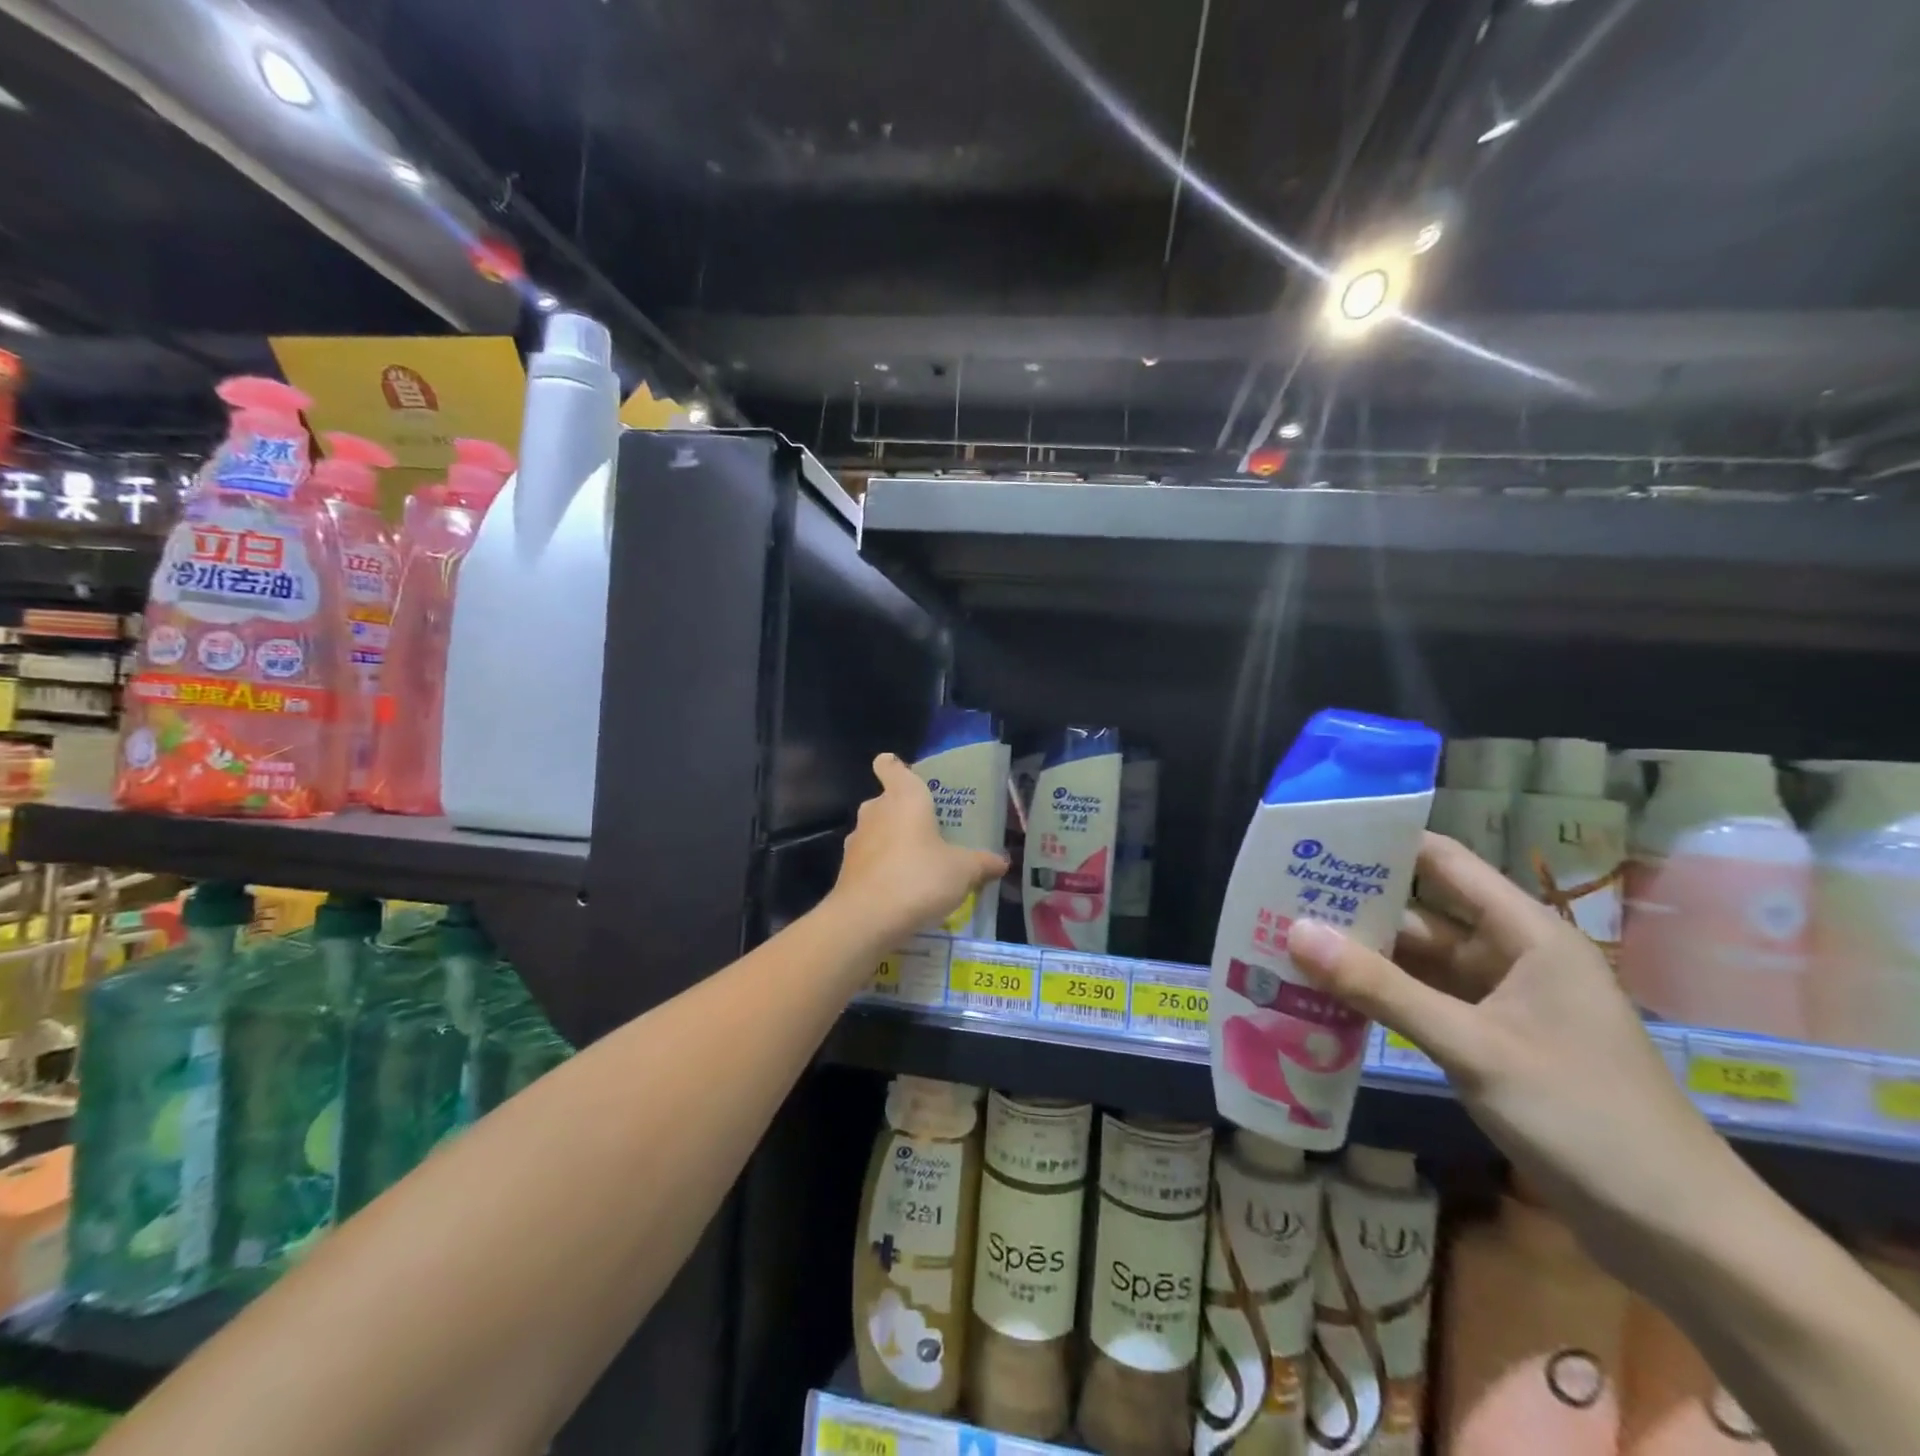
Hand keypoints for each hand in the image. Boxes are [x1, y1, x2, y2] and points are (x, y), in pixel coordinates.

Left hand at [828, 754, 1007, 952]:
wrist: (866, 919)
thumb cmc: (919, 877)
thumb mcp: (963, 870)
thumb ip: (982, 863)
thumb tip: (1002, 862)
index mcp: (904, 797)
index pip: (890, 766)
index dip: (895, 767)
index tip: (907, 777)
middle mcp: (876, 811)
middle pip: (887, 801)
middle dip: (905, 812)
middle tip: (932, 830)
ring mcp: (856, 840)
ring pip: (876, 831)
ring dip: (893, 842)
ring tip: (920, 863)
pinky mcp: (847, 870)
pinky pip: (869, 860)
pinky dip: (882, 869)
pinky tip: (902, 890)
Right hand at [1286, 832, 1734, 1255]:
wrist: (1681, 1235)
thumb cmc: (1586, 1119)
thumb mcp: (1473, 1047)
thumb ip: (1382, 989)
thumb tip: (1295, 931)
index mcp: (1525, 934)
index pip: (1442, 863)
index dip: (1382, 844)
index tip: (1314, 841)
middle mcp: (1511, 956)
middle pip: (1421, 914)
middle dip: (1355, 907)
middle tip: (1278, 898)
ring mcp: (1501, 1002)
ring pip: (1418, 962)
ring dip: (1362, 957)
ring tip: (1287, 944)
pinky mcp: (1491, 1042)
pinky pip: (1424, 1003)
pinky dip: (1381, 998)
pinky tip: (1328, 998)